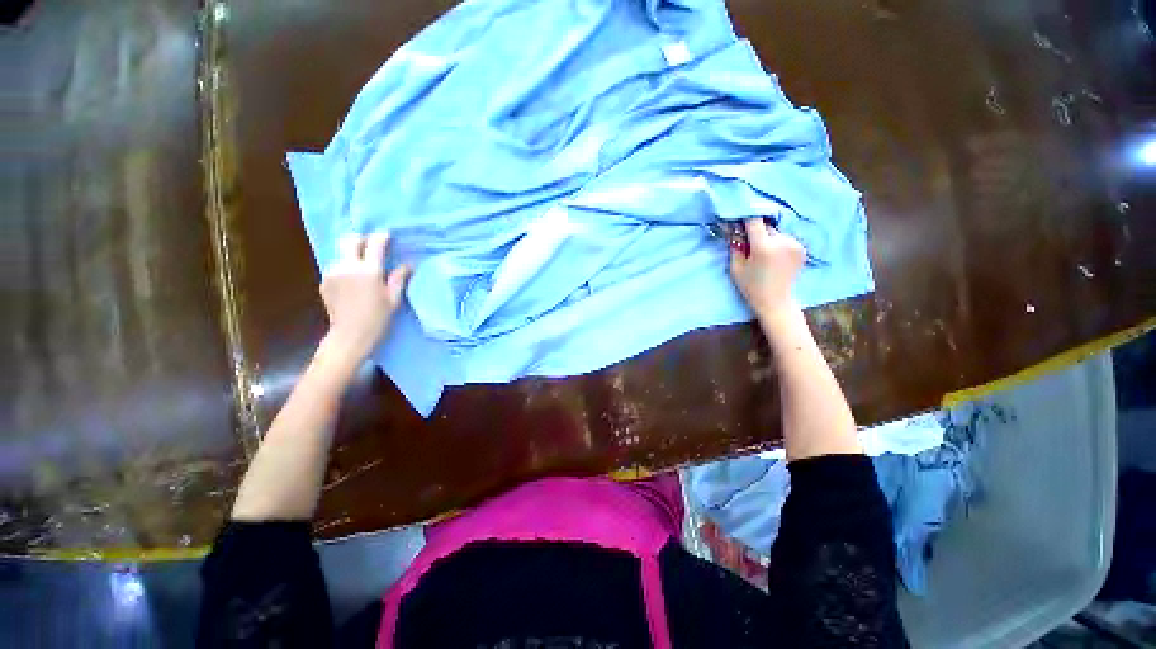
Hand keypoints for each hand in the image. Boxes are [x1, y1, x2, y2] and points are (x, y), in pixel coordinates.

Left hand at [319, 232, 410, 370]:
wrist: (349, 335)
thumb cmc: (377, 318)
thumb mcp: (393, 298)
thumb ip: (399, 278)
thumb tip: (407, 265)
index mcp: (369, 271)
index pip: (374, 244)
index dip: (381, 237)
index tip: (387, 236)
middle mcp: (348, 266)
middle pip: (350, 240)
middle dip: (361, 238)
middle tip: (372, 245)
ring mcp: (333, 272)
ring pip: (342, 253)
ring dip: (353, 254)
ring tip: (363, 267)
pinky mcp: (325, 280)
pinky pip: (336, 266)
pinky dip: (346, 267)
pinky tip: (353, 281)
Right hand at [729, 218, 804, 321]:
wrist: (775, 301)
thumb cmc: (751, 286)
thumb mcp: (736, 267)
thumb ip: (735, 246)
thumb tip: (733, 228)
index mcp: (764, 247)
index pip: (754, 221)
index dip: (745, 218)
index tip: (739, 220)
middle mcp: (782, 242)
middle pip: (766, 227)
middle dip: (756, 233)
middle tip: (749, 245)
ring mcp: (795, 244)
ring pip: (776, 233)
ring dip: (768, 238)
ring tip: (763, 254)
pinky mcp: (801, 248)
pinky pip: (785, 239)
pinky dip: (778, 243)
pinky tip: (775, 257)